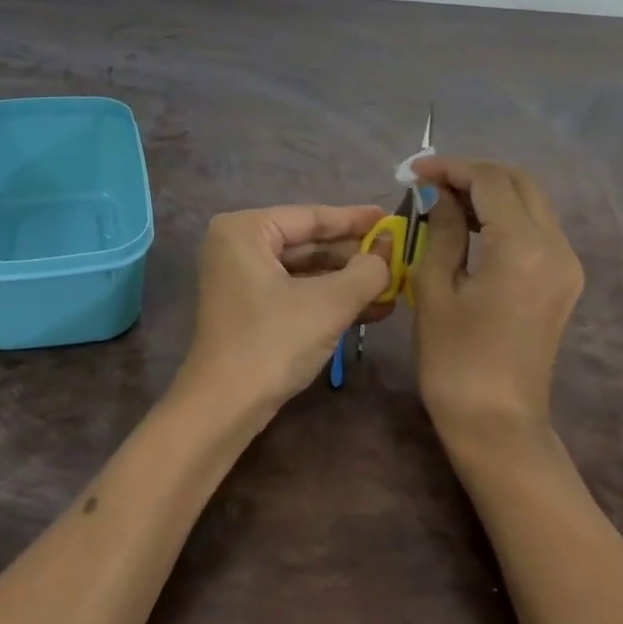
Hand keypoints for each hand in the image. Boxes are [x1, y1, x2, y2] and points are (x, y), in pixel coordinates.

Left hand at [179, 205, 391, 416]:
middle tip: (398, 256)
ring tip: (393, 286)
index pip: (310, 217)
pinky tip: (370, 309)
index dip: (354, 219)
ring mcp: (239, 278)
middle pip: (307, 242)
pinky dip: (328, 299)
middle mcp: (236, 245)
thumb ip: (366, 270)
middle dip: (353, 255)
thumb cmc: (273, 342)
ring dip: (347, 281)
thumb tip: (389, 251)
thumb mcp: (329, 303)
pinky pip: (294, 291)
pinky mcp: (247, 307)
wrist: (224, 406)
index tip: (391, 218)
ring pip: (304, 270)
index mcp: (245, 230)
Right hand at [411, 158, 583, 435]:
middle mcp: (556, 246)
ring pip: (532, 203)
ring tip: (446, 201)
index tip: (414, 170)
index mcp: (522, 246)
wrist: (497, 422)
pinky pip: (537, 229)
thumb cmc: (454, 358)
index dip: (451, 168)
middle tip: (432, 181)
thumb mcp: (435, 288)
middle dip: (475, 173)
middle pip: (520, 182)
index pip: (490, 181)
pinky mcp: (564, 281)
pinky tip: (472, 228)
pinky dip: (505, 216)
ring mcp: (567, 264)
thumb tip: (442, 195)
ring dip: (491, 192)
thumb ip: (442, 230)